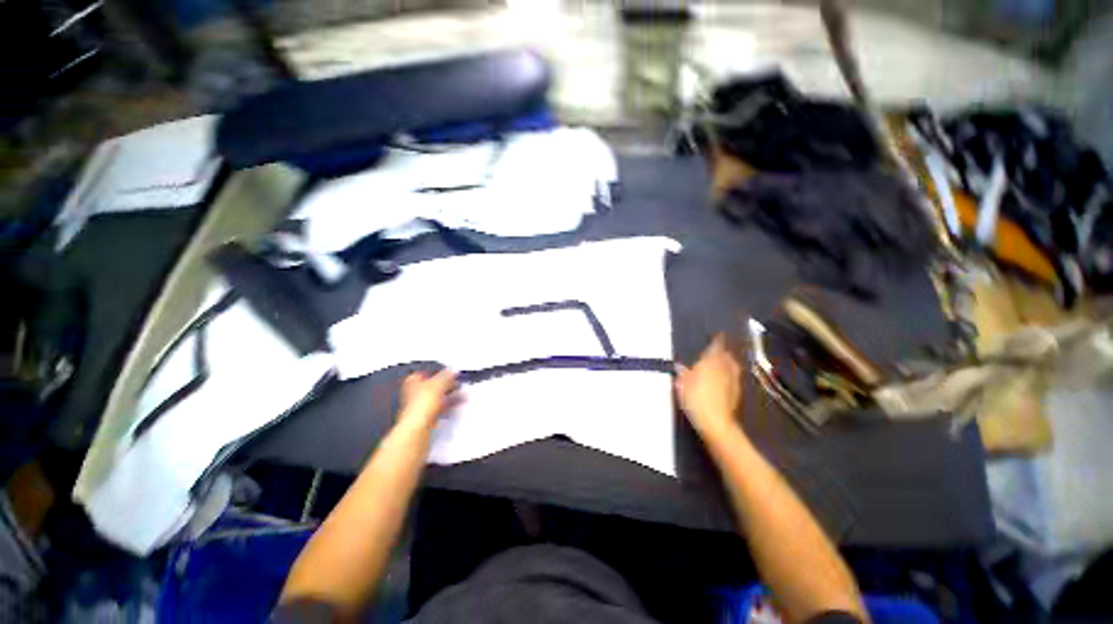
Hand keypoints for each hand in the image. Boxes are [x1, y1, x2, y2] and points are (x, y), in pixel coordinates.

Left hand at [397, 369, 456, 431]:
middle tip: (457, 383)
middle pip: (433, 386)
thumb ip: (446, 376)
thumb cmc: (420, 405)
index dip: (437, 372)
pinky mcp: (428, 416)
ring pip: (439, 397)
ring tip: (462, 393)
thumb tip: (451, 371)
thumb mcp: (438, 384)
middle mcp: (414, 393)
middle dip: (447, 384)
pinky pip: (442, 406)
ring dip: (451, 394)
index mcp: (412, 382)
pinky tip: (459, 402)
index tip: (448, 372)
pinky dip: (450, 404)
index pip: (425, 373)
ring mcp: (421, 405)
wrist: (419, 426)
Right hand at [676, 334, 743, 439]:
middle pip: (727, 356)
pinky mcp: (736, 394)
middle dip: (723, 352)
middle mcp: (725, 368)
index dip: (717, 340)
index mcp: (711, 362)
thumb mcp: (682, 384)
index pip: (717, 346)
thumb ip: (683, 373)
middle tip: (717, 350)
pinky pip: (733, 379)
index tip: (718, 335)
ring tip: (721, 364)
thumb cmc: (696, 398)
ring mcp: (733, 381)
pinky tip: (722, 381)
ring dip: (728, 363)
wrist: (716, 422)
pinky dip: (728, 376)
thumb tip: (680, 366)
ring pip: (732, 367)